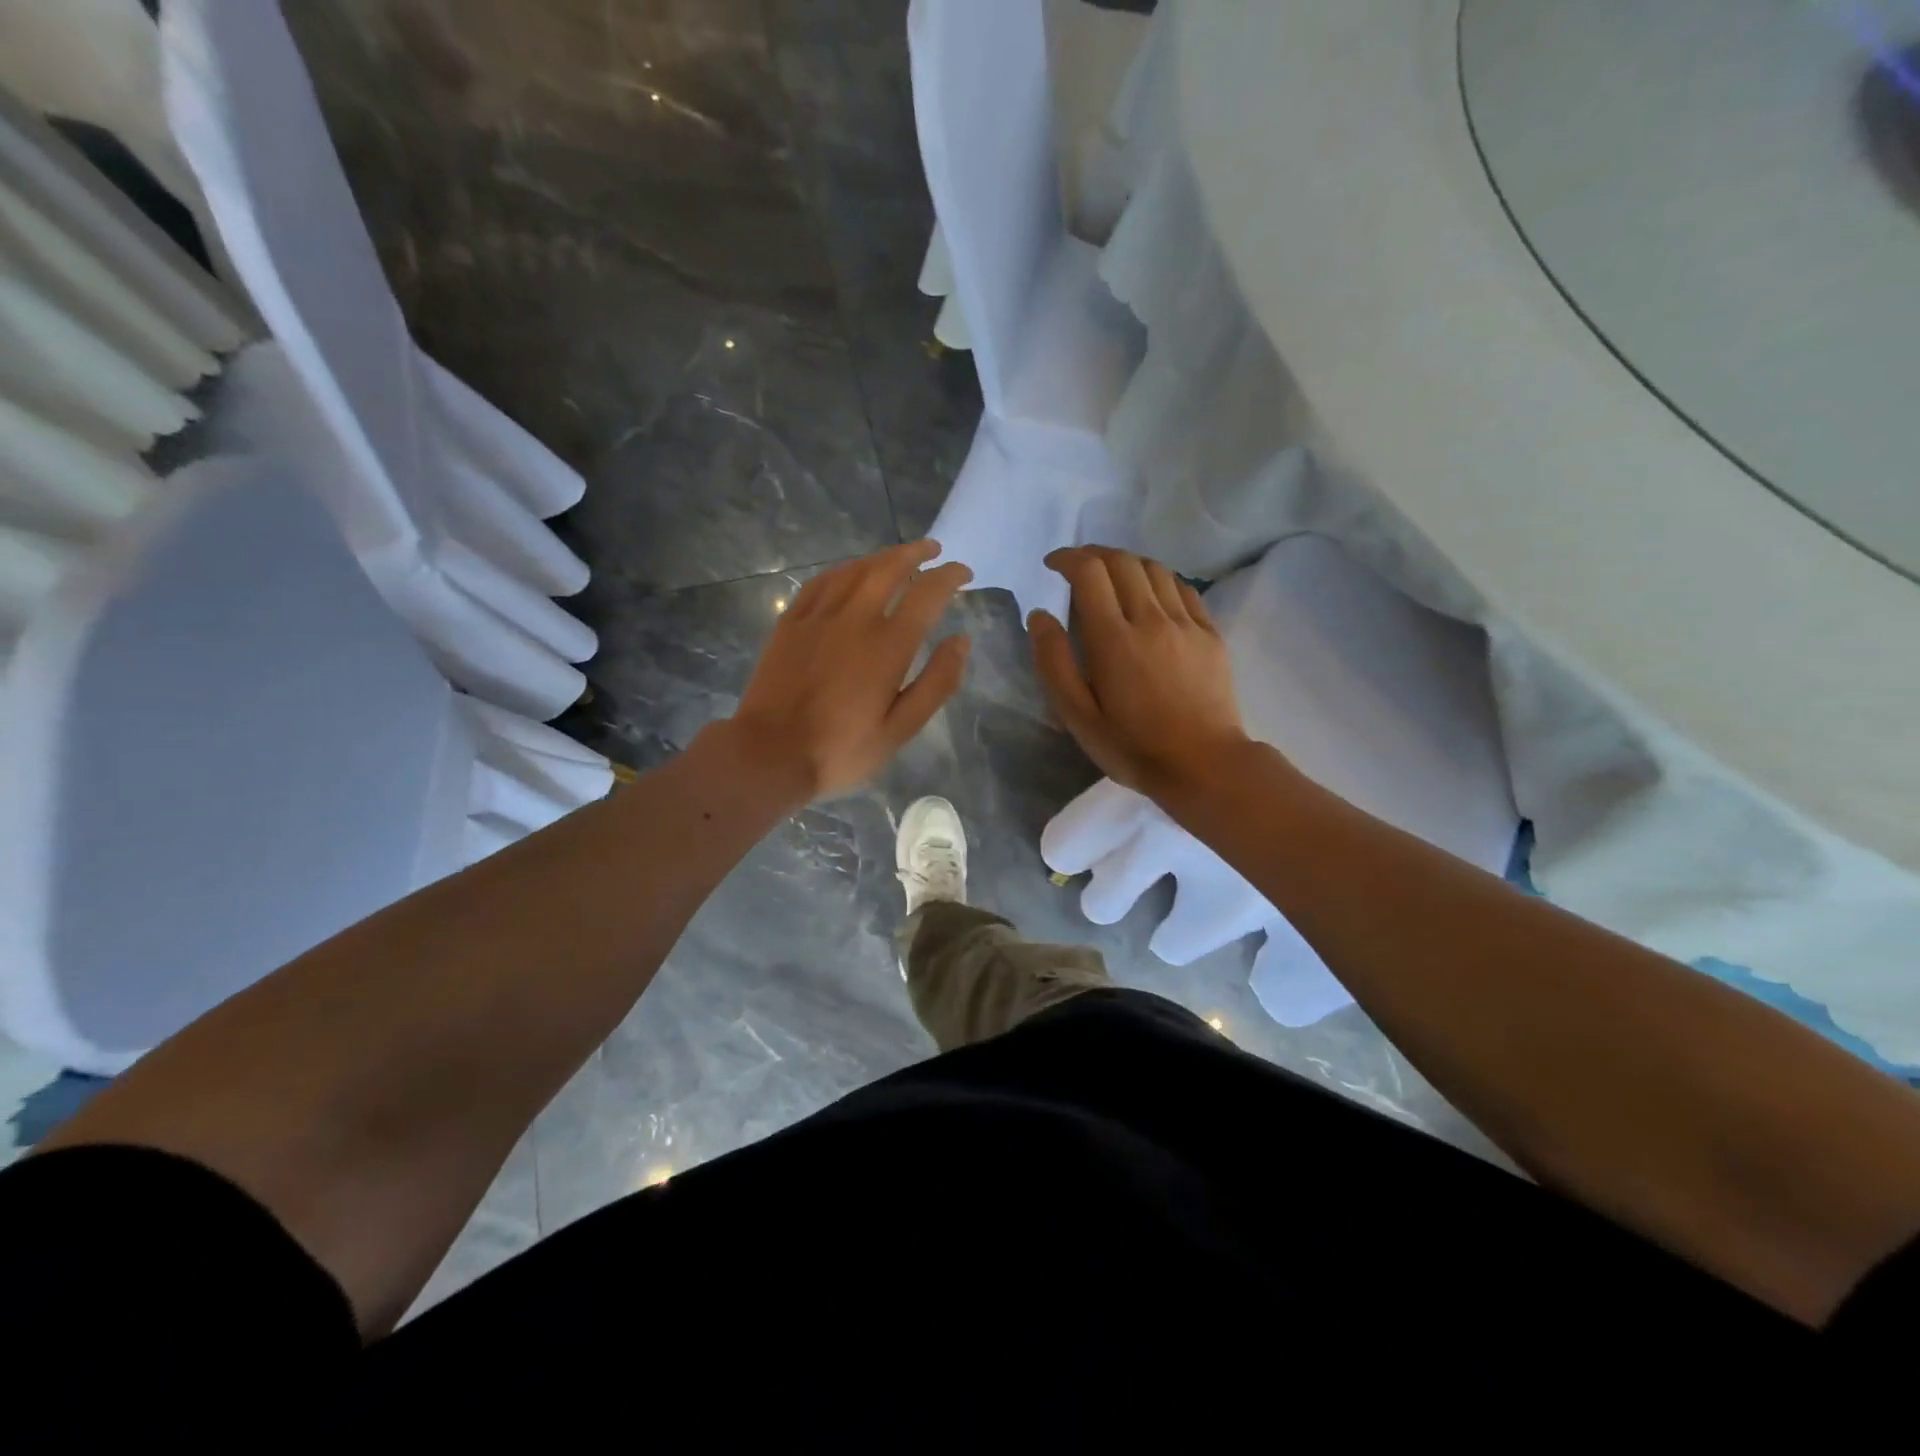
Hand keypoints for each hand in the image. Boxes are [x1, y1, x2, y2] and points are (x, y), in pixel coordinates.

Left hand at [725, 541, 972, 803]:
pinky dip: (843, 570)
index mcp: (888, 644)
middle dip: (916, 553)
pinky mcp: (790, 623)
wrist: (770, 754)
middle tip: (933, 550)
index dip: (950, 576)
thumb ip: (937, 682)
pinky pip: (820, 582)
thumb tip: (962, 640)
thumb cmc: (842, 749)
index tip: (963, 572)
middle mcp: (855, 618)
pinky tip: (848, 573)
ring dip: (881, 557)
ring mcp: (818, 616)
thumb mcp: (901, 728)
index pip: (928, 593)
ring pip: (854, 569)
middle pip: (889, 567)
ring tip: (897, 557)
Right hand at [1030, 547, 1251, 798]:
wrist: (1203, 765)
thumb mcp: (1078, 716)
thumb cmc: (1132, 746)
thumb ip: (1054, 663)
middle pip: (1123, 562)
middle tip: (1078, 568)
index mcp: (1113, 638)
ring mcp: (1186, 624)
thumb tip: (1039, 616)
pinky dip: (1160, 580)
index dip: (1068, 558)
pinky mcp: (1210, 634)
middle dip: (1095, 554)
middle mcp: (1151, 619)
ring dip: (1128, 563)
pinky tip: (1151, 594)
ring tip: (1113, 577)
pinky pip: (1183, 589)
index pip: (1089, 573)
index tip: (1053, 565)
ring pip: (1155, 569)